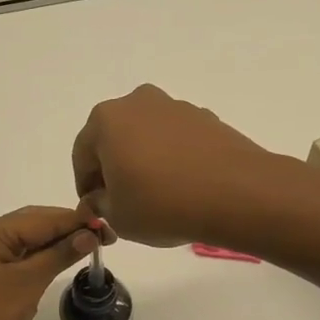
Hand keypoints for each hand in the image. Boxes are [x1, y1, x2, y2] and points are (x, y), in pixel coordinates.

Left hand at [0, 206, 96, 319]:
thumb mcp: (27, 284)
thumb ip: (58, 255)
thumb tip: (88, 234)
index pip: (42, 218)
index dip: (77, 222)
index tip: (109, 227)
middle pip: (33, 226)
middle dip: (68, 231)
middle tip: (105, 239)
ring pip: (25, 245)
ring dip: (54, 247)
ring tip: (88, 250)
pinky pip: (16, 264)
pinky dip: (38, 263)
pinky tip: (58, 267)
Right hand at [71, 84, 279, 247]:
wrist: (237, 194)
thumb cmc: (163, 204)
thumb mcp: (117, 217)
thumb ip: (99, 204)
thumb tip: (101, 196)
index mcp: (106, 120)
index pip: (81, 155)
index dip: (85, 186)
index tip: (94, 209)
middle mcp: (138, 102)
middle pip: (114, 139)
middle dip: (114, 168)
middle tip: (122, 201)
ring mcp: (175, 107)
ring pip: (147, 137)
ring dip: (144, 162)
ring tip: (156, 196)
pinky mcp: (206, 118)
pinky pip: (176, 141)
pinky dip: (173, 159)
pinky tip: (183, 187)